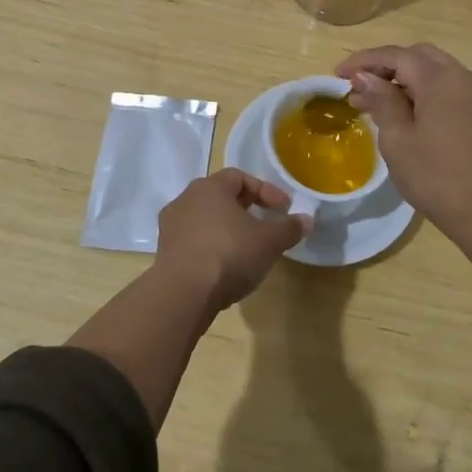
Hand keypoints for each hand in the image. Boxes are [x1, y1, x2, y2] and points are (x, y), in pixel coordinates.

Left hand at [154, 168, 311, 311]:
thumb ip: (289, 228)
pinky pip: (194, 242)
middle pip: (220, 197)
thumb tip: (307, 219)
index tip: (284, 208)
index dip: (265, 190)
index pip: (239, 177)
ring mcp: (171, 227)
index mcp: (209, 187)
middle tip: (265, 224)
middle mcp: (185, 200)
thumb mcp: (269, 241)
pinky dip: (212, 248)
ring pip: (205, 220)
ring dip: (227, 230)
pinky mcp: (164, 253)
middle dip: (245, 209)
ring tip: (247, 248)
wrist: (183, 294)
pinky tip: (226, 267)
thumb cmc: (229, 254)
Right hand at [335, 44, 471, 234]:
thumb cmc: (436, 177)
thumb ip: (381, 100)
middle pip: (419, 57)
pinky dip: (425, 91)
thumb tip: (365, 77)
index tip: (337, 74)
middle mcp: (464, 77)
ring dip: (405, 80)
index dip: (365, 60)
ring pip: (436, 71)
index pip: (397, 55)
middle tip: (359, 87)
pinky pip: (450, 88)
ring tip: (376, 103)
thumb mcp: (398, 139)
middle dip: (386, 66)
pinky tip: (406, 113)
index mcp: (441, 79)